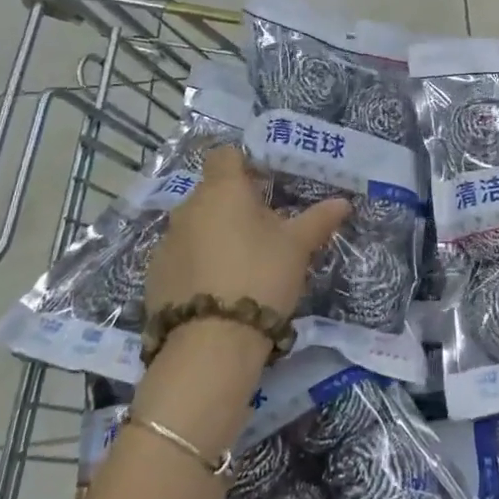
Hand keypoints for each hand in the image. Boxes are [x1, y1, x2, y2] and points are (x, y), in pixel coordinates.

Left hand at [145, 147, 349, 321]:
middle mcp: (187, 208)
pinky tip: (218, 291)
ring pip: (195, 227)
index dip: (244, 164)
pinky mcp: (154, 276)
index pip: (225, 155)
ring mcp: (166, 243)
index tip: (265, 185)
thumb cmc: (260, 276)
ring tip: (242, 266)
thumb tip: (343, 202)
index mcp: (222, 190)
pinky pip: (181, 258)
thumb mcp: (298, 248)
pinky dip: (198, 265)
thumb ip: (318, 220)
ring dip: (215, 236)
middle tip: (264, 232)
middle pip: (211, 193)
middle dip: (234, 206)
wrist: (210, 343)